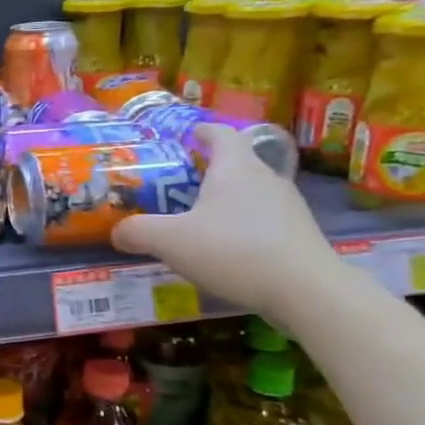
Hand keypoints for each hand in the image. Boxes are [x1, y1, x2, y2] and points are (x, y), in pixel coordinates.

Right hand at [111, 126, 341, 315]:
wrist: (307, 291)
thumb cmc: (233, 250)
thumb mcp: (170, 241)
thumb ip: (138, 232)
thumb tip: (117, 232)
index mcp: (235, 168)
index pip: (222, 134)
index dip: (204, 132)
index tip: (190, 135)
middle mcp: (266, 178)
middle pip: (239, 163)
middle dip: (212, 170)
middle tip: (184, 183)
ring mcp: (289, 207)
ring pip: (253, 193)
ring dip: (229, 200)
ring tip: (203, 219)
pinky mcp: (300, 236)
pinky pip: (266, 220)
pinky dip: (245, 226)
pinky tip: (229, 249)